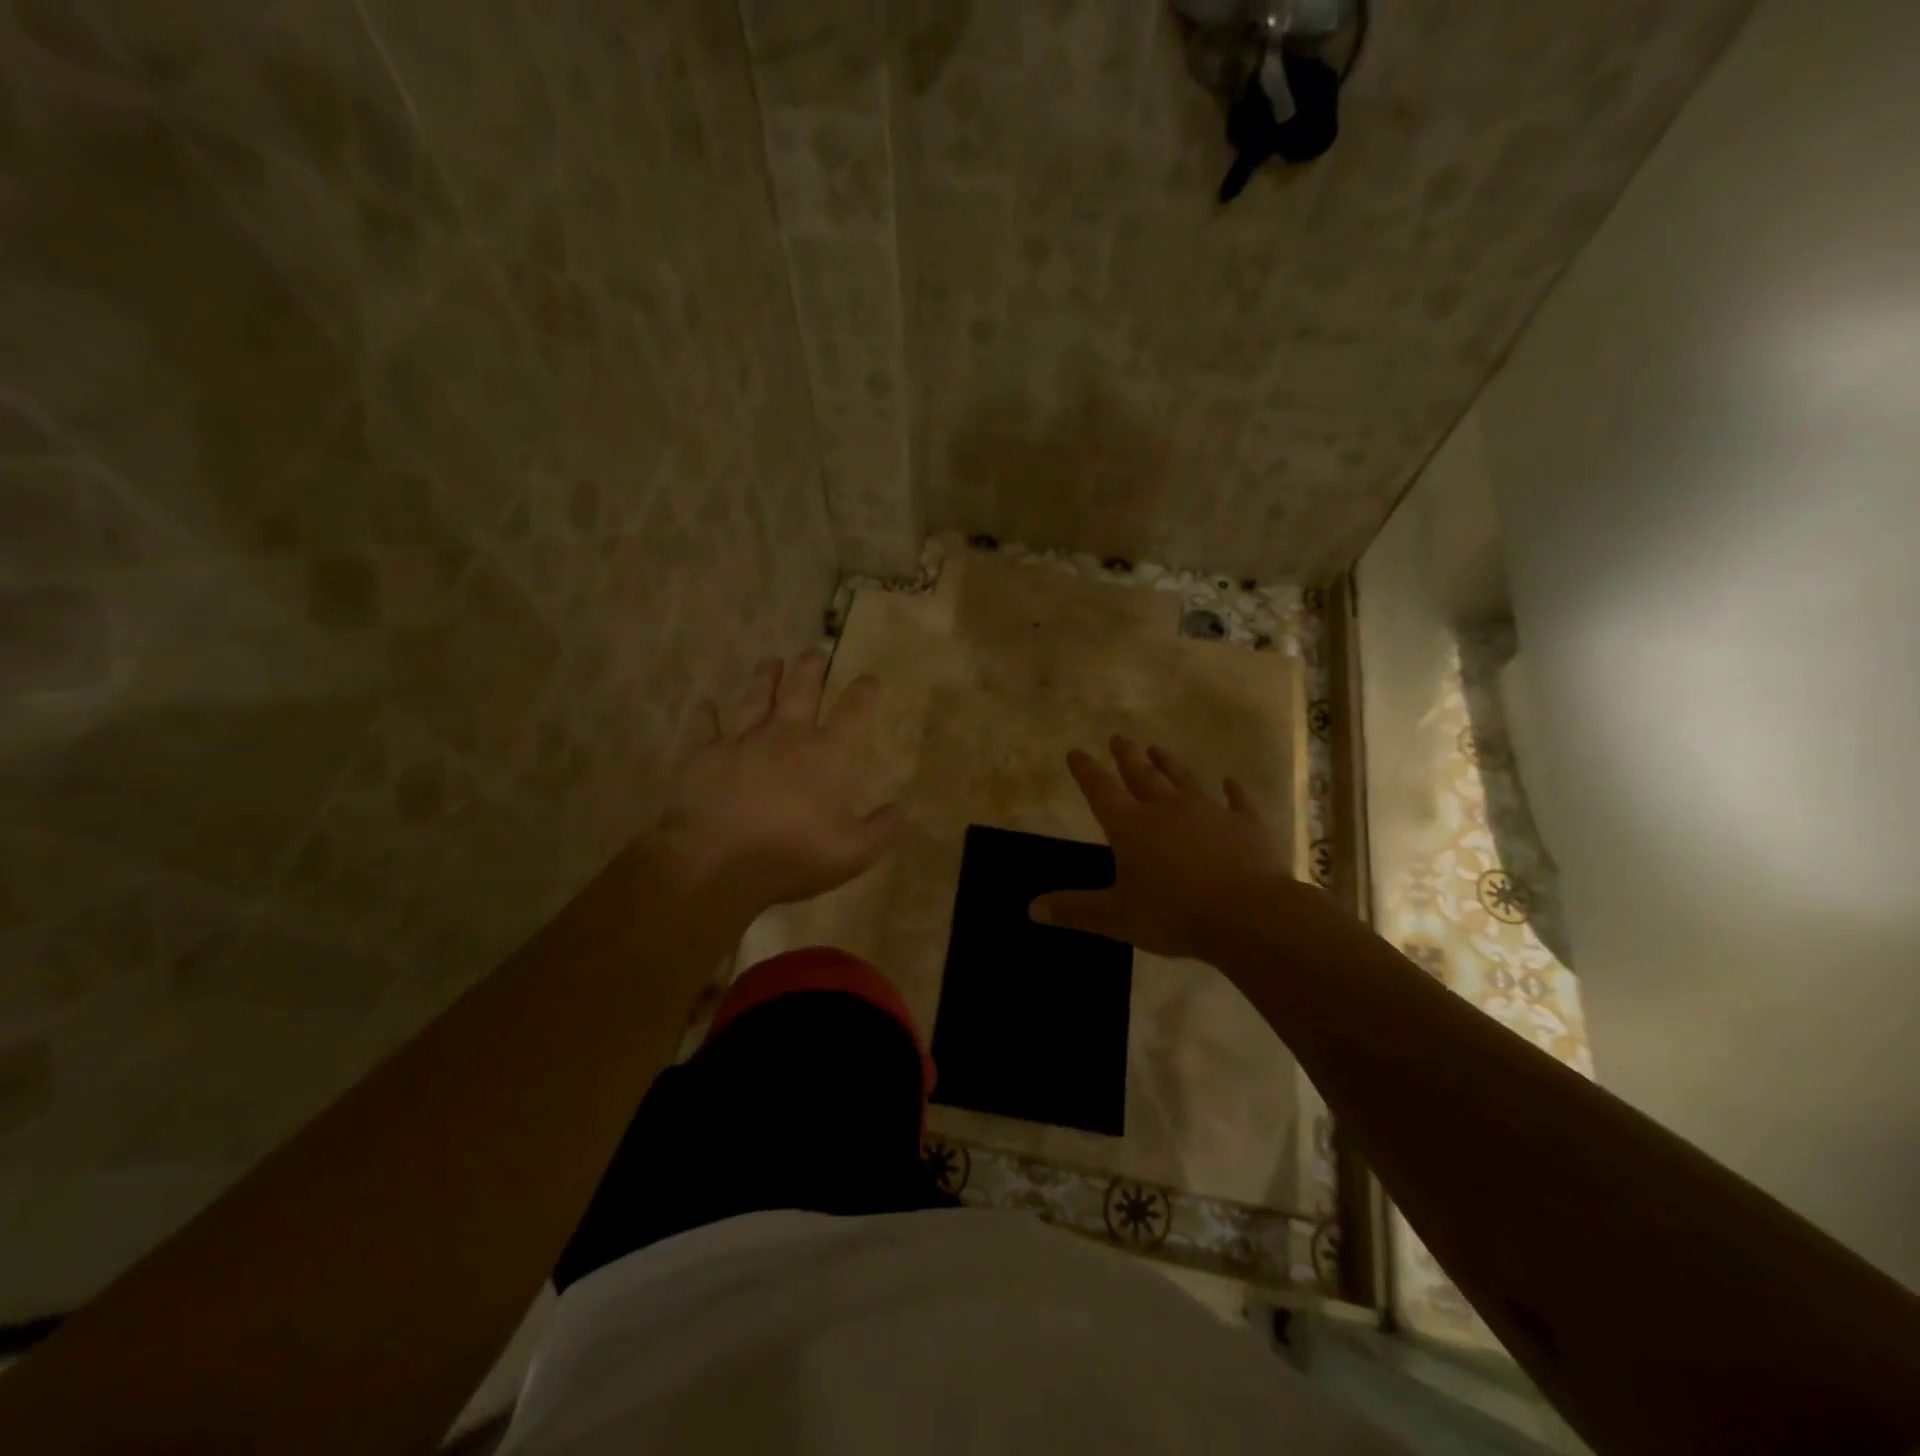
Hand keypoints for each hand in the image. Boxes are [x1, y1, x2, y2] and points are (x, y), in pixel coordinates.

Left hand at [649, 652, 902, 912]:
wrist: (719, 861)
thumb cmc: (794, 855)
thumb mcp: (854, 852)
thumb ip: (882, 829)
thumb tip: (901, 810)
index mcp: (828, 754)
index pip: (853, 712)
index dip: (864, 692)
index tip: (869, 678)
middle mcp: (787, 735)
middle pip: (801, 690)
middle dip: (810, 669)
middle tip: (814, 652)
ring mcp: (744, 740)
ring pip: (757, 698)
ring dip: (766, 677)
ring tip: (771, 660)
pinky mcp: (706, 755)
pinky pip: (707, 727)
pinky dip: (708, 715)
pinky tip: (707, 704)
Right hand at [1030, 737, 1306, 961]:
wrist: (1248, 915)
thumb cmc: (1174, 915)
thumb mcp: (1117, 917)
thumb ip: (1075, 910)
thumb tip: (1033, 908)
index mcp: (1130, 826)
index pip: (1100, 790)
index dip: (1086, 770)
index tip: (1076, 752)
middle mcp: (1166, 809)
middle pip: (1141, 775)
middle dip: (1127, 756)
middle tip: (1118, 737)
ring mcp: (1208, 812)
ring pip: (1184, 779)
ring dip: (1169, 763)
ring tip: (1158, 749)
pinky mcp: (1245, 824)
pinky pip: (1237, 801)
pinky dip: (1233, 790)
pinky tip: (1231, 782)